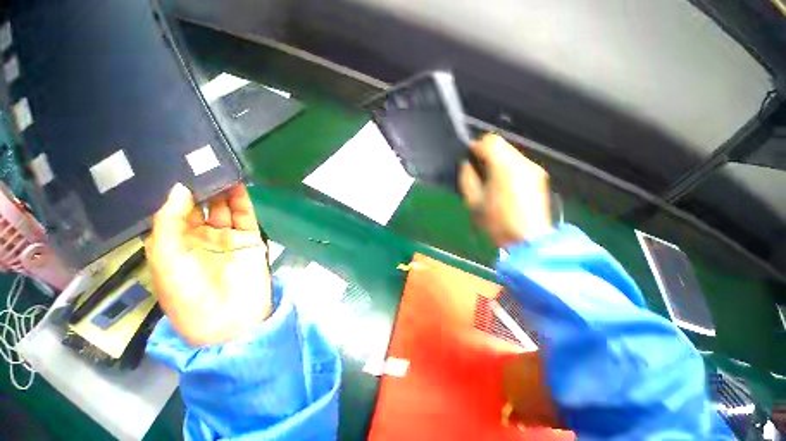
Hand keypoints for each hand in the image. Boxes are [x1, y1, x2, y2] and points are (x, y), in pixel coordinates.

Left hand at [145, 183, 270, 346]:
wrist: (229, 316)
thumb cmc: (187, 293)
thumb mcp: (165, 258)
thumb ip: (169, 222)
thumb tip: (179, 188)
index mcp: (175, 243)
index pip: (173, 212)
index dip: (174, 193)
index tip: (173, 168)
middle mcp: (200, 237)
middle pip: (200, 206)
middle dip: (200, 187)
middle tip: (198, 161)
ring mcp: (227, 237)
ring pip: (224, 207)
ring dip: (221, 190)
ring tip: (218, 168)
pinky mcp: (250, 238)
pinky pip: (245, 215)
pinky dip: (242, 200)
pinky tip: (236, 184)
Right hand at [459, 133, 551, 247]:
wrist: (528, 240)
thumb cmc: (497, 222)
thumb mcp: (473, 201)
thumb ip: (467, 178)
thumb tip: (467, 165)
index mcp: (504, 167)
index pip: (490, 141)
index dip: (476, 146)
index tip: (469, 159)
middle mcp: (522, 162)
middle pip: (502, 143)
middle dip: (486, 152)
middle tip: (477, 170)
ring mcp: (533, 169)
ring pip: (510, 152)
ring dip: (497, 159)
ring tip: (489, 178)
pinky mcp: (538, 177)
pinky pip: (518, 163)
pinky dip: (507, 166)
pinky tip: (502, 184)